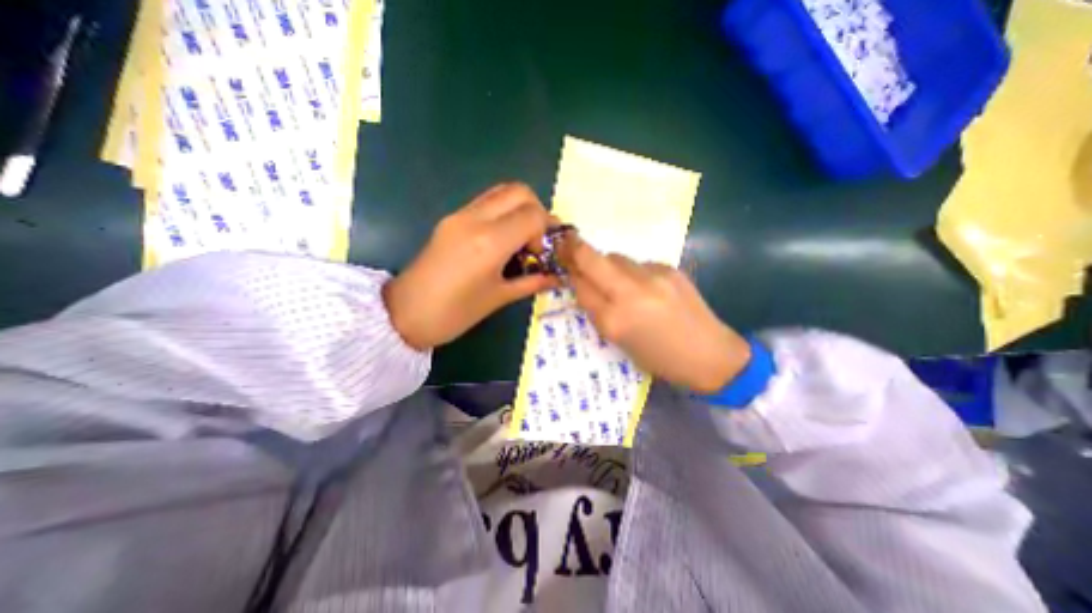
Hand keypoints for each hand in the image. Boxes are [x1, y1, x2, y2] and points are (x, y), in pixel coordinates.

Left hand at [384, 183, 558, 349]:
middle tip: (534, 241)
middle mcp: (476, 219)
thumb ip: (532, 282)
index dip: (545, 232)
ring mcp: (460, 214)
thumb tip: (557, 277)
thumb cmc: (455, 313)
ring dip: (519, 208)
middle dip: (536, 212)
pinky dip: (503, 212)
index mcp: (490, 242)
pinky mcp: (451, 218)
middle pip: (520, 191)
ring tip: (520, 238)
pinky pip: (486, 202)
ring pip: (501, 191)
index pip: (533, 215)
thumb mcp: (499, 298)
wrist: (405, 313)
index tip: (539, 254)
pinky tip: (502, 239)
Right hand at [562, 235, 750, 391]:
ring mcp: (652, 276)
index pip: (580, 287)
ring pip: (615, 258)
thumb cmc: (660, 359)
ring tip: (613, 279)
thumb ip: (599, 312)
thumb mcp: (620, 342)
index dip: (570, 275)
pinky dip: (631, 272)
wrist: (710, 355)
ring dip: (606, 265)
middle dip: (574, 250)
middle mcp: (630, 292)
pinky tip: (642, 286)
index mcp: (615, 320)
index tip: (563, 267)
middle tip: (566, 246)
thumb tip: (584, 286)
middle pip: (592, 259)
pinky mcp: (669, 269)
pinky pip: (638, 264)